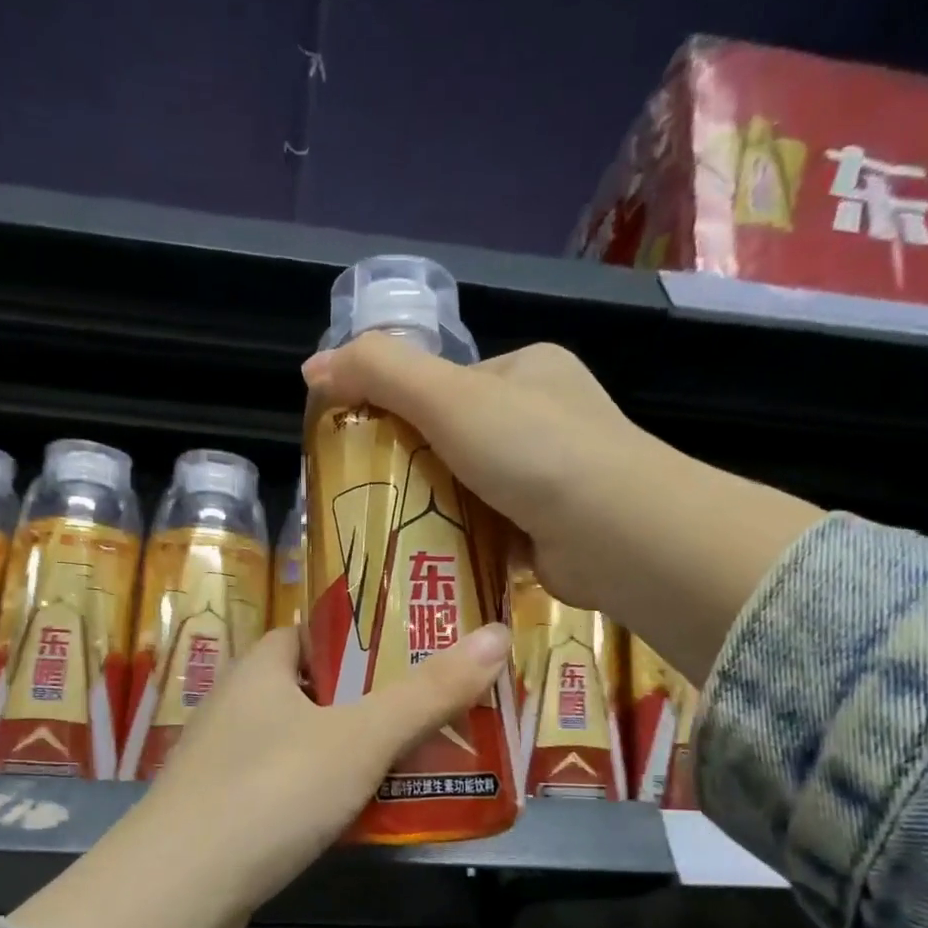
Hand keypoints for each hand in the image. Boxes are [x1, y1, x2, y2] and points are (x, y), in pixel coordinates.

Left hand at [7, 623, 511, 927]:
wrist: (178, 895)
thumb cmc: (270, 792)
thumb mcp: (360, 738)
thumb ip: (428, 692)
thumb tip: (497, 634)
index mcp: (261, 668)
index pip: (316, 633)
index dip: (366, 636)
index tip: (420, 650)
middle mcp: (238, 706)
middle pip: (319, 689)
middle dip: (375, 700)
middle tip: (437, 709)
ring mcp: (228, 763)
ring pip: (308, 743)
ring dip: (356, 751)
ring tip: (420, 759)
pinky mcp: (229, 814)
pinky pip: (294, 788)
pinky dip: (331, 793)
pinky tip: (368, 814)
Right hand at [303, 335, 653, 616]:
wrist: (614, 533)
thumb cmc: (532, 451)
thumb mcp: (448, 397)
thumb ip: (379, 372)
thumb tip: (313, 367)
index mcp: (527, 371)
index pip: (449, 384)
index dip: (403, 410)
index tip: (365, 446)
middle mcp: (546, 420)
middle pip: (459, 441)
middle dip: (418, 468)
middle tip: (373, 499)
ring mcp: (554, 478)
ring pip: (474, 490)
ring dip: (439, 511)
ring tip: (392, 536)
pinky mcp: (553, 531)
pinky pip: (493, 531)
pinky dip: (465, 543)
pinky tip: (433, 560)